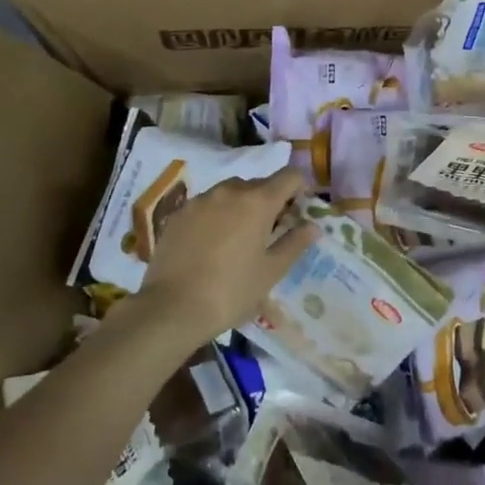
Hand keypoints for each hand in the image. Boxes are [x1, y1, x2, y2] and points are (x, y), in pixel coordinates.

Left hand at [137, 168, 317, 344]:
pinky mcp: (178, 214)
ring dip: (241, 207)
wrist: (171, 308)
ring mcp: (200, 200)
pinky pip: (206, 206)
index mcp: (258, 202)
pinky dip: (216, 216)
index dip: (300, 188)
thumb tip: (313, 226)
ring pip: (230, 193)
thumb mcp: (271, 272)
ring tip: (238, 239)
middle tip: (270, 232)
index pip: (289, 176)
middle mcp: (229, 191)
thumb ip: (294, 244)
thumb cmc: (231, 291)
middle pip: (259, 184)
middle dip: (269, 201)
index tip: (299, 210)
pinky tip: (211, 245)